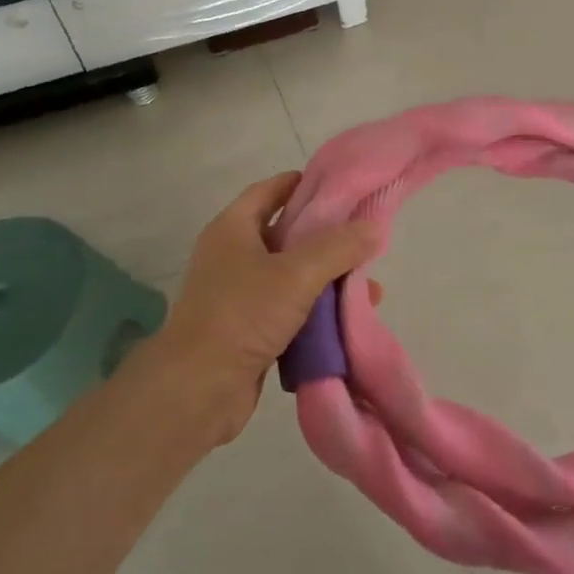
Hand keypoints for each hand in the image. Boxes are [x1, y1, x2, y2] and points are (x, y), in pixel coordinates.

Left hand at [129, 173, 378, 448]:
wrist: (198, 389)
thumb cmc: (243, 315)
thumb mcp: (297, 274)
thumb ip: (338, 248)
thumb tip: (375, 228)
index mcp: (233, 230)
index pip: (270, 190)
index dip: (302, 184)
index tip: (341, 187)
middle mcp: (233, 256)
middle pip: (285, 234)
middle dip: (325, 236)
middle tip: (363, 236)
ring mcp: (239, 295)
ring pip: (291, 275)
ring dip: (326, 278)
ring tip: (367, 284)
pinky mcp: (249, 329)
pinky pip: (289, 309)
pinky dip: (316, 310)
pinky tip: (348, 317)